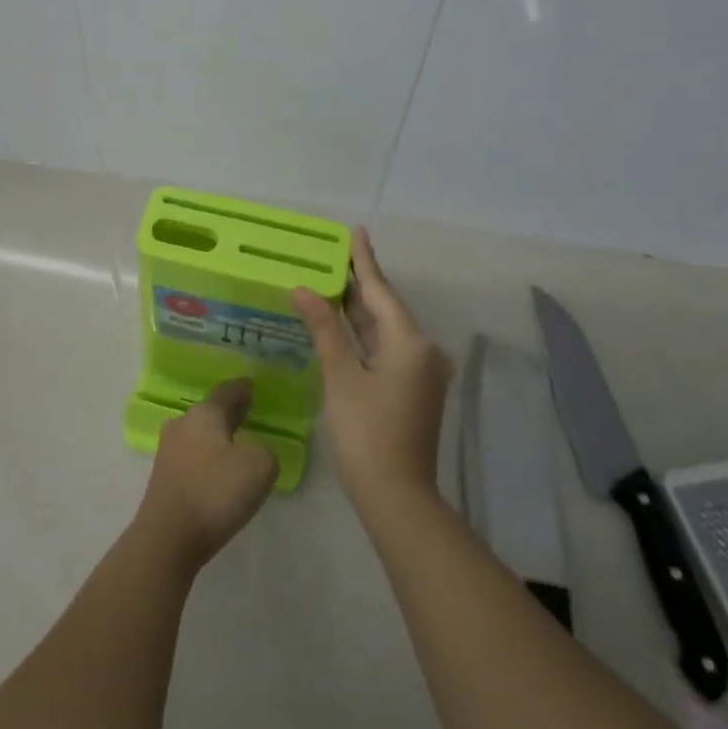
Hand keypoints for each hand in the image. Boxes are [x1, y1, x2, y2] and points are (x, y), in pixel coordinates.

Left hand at [135, 379, 277, 567]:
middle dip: (229, 411)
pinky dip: (207, 455)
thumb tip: (252, 451)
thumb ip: (264, 450)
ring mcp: (168, 449)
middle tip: (247, 410)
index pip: (226, 391)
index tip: (251, 385)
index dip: (242, 388)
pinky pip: (191, 455)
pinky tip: (217, 469)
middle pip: (210, 410)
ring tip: (236, 441)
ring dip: (217, 434)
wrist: (168, 536)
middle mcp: (182, 423)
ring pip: (199, 432)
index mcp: (204, 413)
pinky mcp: (163, 475)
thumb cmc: (216, 492)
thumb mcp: (260, 466)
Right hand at [292, 228, 451, 510]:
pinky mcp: (412, 389)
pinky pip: (385, 349)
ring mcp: (420, 372)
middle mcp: (423, 351)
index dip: (364, 261)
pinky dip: (362, 335)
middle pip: (385, 309)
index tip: (357, 231)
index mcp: (411, 343)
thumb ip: (324, 329)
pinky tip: (341, 324)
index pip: (380, 291)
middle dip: (358, 284)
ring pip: (384, 330)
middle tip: (334, 255)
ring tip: (332, 282)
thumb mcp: (341, 376)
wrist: (397, 497)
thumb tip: (304, 290)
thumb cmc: (366, 433)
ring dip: (358, 310)